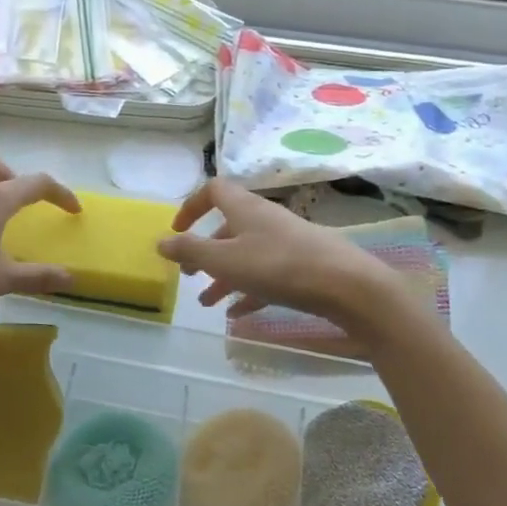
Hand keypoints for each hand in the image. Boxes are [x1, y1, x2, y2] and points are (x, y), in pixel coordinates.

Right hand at [157, 179, 402, 335]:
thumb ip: (190, 251)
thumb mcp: (225, 260)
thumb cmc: (279, 266)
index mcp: (245, 209)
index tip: (177, 230)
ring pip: (245, 255)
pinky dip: (248, 290)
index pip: (213, 190)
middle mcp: (265, 220)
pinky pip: (266, 275)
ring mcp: (286, 242)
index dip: (191, 206)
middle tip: (190, 274)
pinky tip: (237, 314)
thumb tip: (160, 241)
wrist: (346, 285)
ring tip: (207, 303)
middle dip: (205, 250)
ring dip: (223, 276)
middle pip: (228, 227)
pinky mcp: (302, 266)